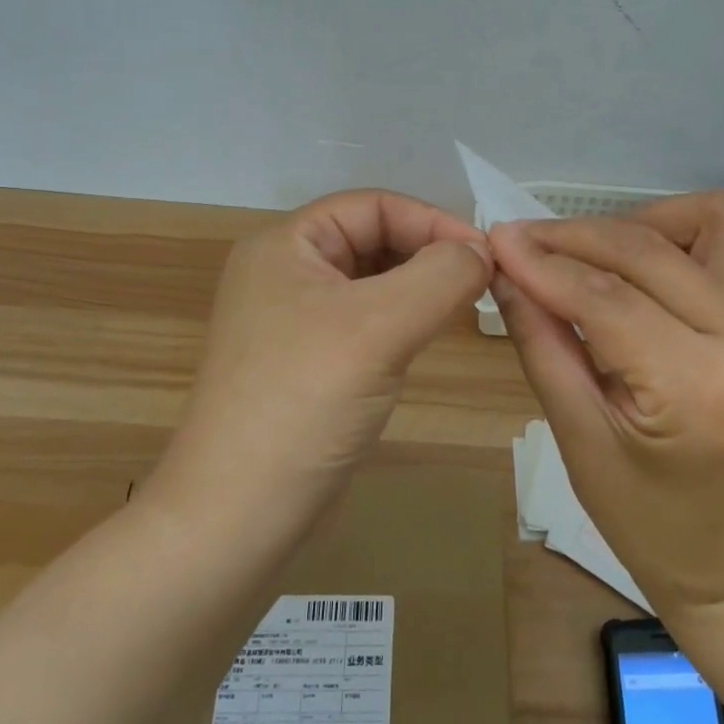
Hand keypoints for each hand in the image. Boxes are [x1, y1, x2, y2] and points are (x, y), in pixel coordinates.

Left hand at [168, 189, 492, 524]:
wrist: (237, 517)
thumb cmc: (305, 403)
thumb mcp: (380, 326)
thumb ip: (441, 275)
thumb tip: (482, 250)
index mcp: (285, 245)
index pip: (372, 206)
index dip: (432, 220)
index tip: (486, 255)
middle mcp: (284, 273)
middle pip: (372, 239)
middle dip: (428, 253)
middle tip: (482, 282)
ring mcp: (293, 321)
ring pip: (372, 282)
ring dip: (418, 286)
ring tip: (464, 305)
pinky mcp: (307, 363)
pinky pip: (364, 322)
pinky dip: (401, 320)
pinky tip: (427, 337)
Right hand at [489, 191, 723, 614]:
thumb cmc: (648, 516)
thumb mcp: (578, 437)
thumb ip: (541, 343)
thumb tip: (505, 270)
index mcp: (701, 389)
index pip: (606, 298)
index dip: (543, 263)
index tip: (496, 240)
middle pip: (649, 250)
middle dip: (576, 237)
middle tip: (523, 242)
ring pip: (709, 217)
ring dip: (641, 223)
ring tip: (594, 256)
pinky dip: (687, 229)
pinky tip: (648, 260)